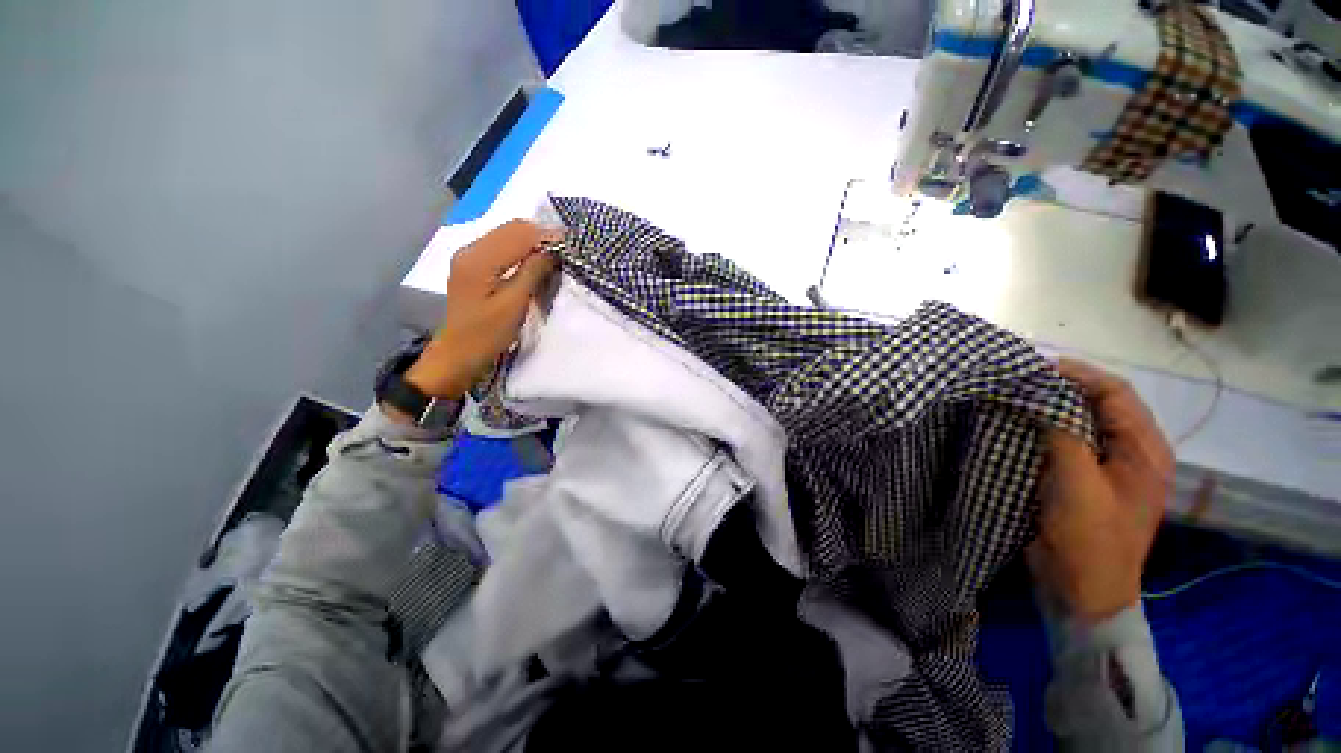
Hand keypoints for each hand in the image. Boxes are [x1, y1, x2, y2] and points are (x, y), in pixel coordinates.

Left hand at [405, 220, 558, 399]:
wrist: (458, 353)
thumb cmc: (487, 334)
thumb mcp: (514, 305)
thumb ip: (532, 273)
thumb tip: (553, 250)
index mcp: (479, 259)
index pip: (518, 234)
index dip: (547, 236)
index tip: (571, 246)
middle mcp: (471, 249)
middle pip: (511, 228)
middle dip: (541, 235)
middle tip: (565, 250)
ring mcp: (469, 255)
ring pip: (507, 234)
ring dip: (533, 240)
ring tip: (555, 254)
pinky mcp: (473, 264)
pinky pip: (502, 245)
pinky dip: (522, 248)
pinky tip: (535, 260)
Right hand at [1029, 358, 1173, 622]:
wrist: (1082, 589)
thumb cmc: (1089, 537)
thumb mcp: (1078, 482)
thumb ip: (1063, 433)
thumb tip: (1039, 392)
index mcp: (1145, 450)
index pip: (1116, 393)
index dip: (1078, 374)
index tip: (1034, 367)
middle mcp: (1132, 452)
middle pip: (1100, 403)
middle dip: (1063, 387)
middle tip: (1020, 380)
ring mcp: (1108, 466)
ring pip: (1082, 421)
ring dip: (1052, 406)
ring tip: (1017, 397)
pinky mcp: (1084, 478)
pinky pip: (1067, 441)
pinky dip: (1046, 427)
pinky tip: (1021, 425)